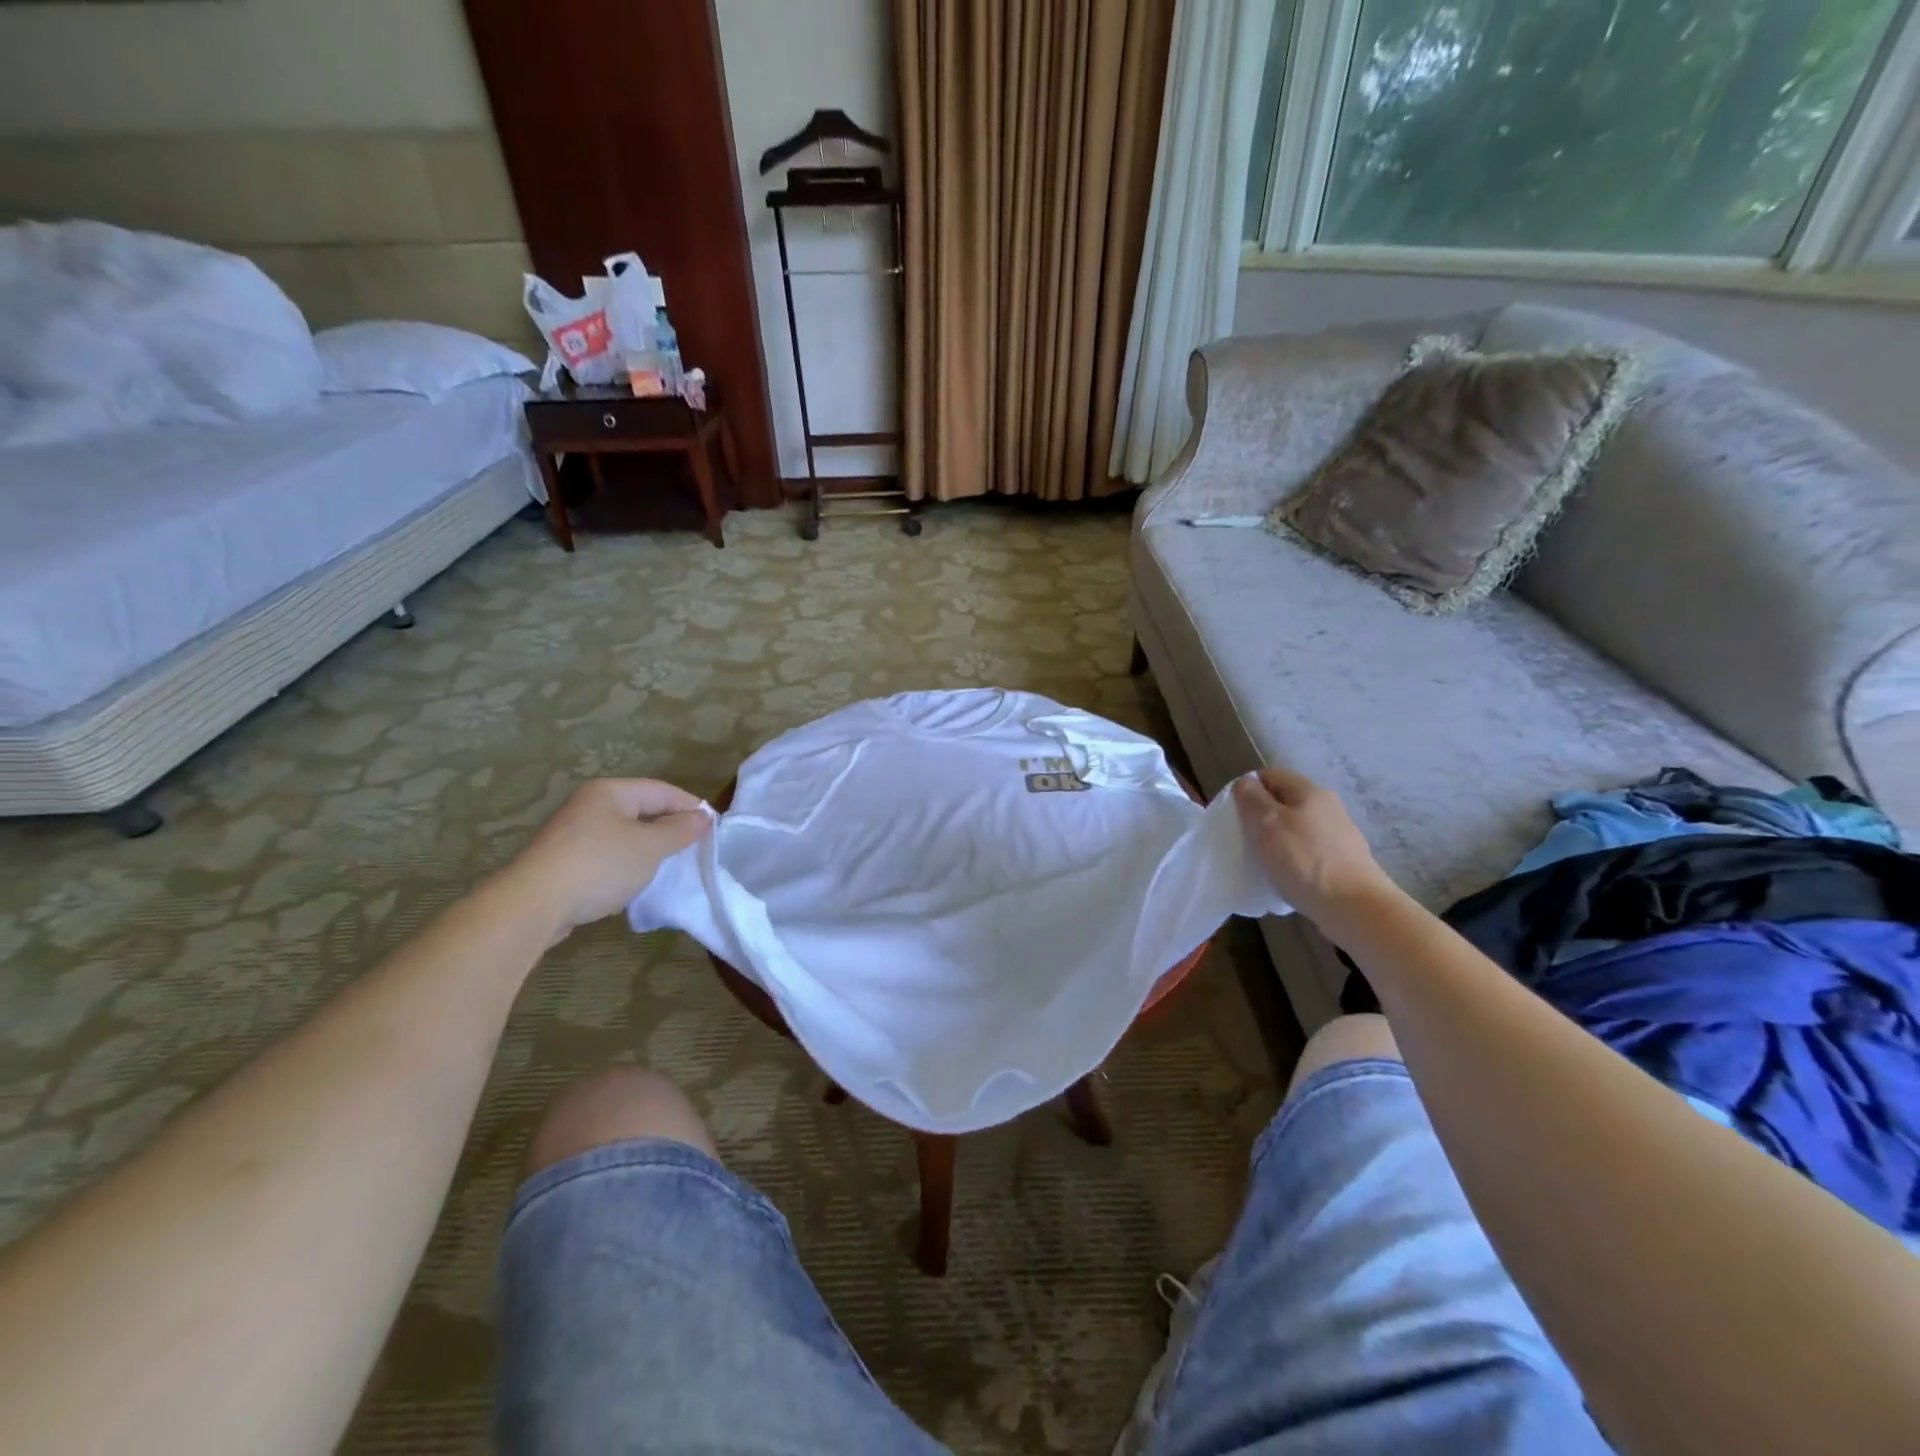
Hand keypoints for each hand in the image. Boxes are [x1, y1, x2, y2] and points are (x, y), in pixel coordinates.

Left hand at [500, 779, 710, 940]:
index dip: (690, 807)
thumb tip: (703, 817)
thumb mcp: (650, 847)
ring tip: (668, 867)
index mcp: (611, 791)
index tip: (713, 828)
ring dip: (647, 848)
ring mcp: (572, 832)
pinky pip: (606, 854)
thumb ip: (679, 830)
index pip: (662, 790)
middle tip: (694, 848)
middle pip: (642, 810)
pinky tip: (633, 882)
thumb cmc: (600, 866)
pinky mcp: (562, 860)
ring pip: (623, 834)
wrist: (532, 905)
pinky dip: (625, 864)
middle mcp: (590, 804)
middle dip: (669, 828)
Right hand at [1233, 769, 1395, 926]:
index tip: (1233, 813)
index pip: (1271, 776)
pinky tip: (1285, 877)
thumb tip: (1246, 782)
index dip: (1248, 789)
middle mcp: (1328, 807)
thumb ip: (1252, 799)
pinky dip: (1292, 860)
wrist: (1355, 907)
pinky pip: (1307, 852)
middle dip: (1261, 817)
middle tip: (1244, 838)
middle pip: (1284, 802)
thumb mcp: (1267, 823)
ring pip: (1295, 828)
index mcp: (1309, 791)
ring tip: (1262, 861)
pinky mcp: (1342, 862)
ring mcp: (1338, 836)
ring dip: (1276, 840)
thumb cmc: (1304, 860)